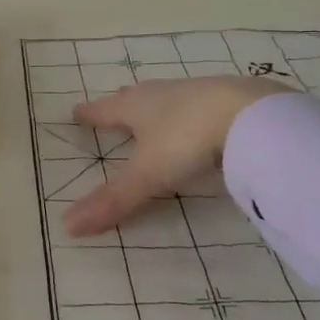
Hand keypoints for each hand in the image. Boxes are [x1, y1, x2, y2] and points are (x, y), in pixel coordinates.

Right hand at [66, 76, 293, 234]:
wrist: (251, 113)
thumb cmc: (187, 138)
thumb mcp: (148, 174)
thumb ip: (114, 200)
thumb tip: (68, 226)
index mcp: (136, 106)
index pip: (104, 110)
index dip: (89, 114)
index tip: (76, 112)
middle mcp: (162, 94)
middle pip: (135, 97)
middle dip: (123, 104)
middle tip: (114, 107)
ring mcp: (197, 93)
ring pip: (169, 98)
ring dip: (158, 107)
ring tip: (154, 115)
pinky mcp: (229, 98)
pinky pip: (201, 105)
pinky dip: (192, 113)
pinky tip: (200, 122)